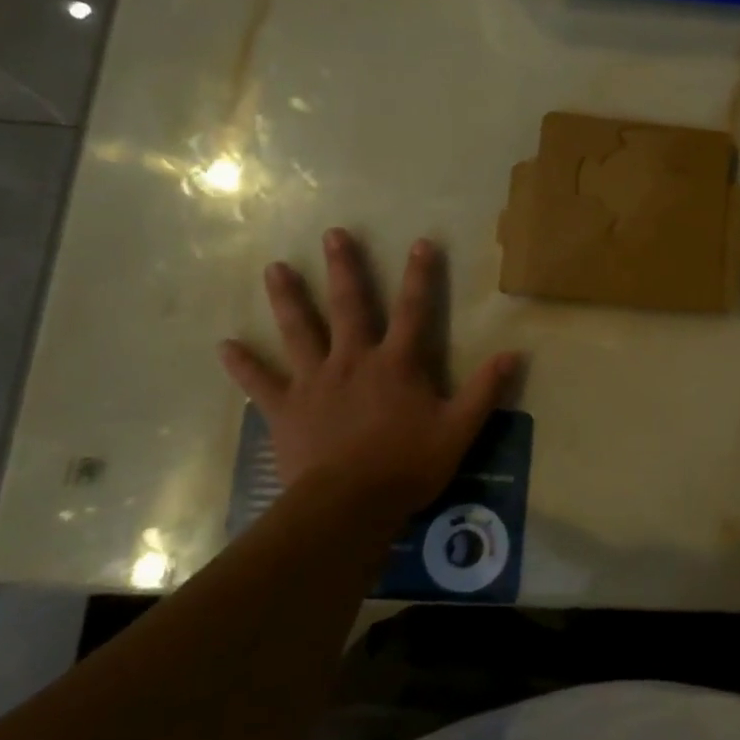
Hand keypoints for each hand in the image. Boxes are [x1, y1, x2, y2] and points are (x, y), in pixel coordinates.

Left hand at [218, 230, 518, 525]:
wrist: (349, 505)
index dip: (420, 275)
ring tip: (275, 268)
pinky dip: (243, 364)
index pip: (414, 310)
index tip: (420, 242)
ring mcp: (315, 382)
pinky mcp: (285, 409)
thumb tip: (514, 354)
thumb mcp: (458, 430)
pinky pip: (260, 382)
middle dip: (344, 269)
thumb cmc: (407, 465)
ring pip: (299, 331)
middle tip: (333, 234)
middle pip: (348, 306)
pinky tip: (224, 345)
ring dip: (288, 298)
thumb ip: (485, 390)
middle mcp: (353, 361)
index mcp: (396, 364)